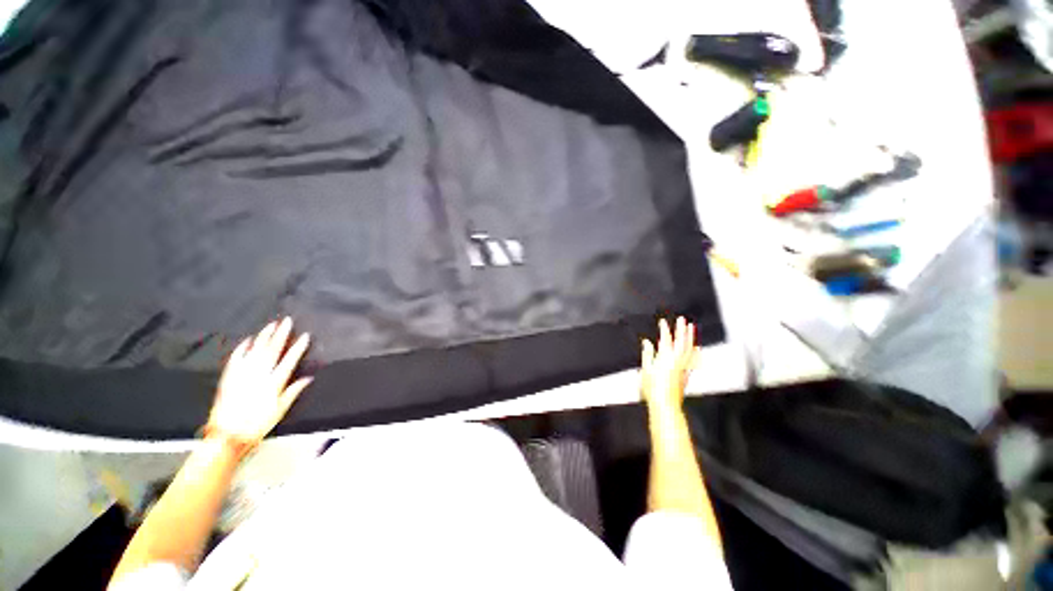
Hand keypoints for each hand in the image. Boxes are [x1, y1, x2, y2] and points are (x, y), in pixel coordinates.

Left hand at [206, 317, 311, 446]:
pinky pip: (236, 359)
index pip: (289, 361)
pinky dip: (242, 349)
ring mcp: (241, 375)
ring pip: (254, 351)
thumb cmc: (256, 425)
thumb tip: (308, 379)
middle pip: (272, 351)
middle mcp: (258, 376)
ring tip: (271, 325)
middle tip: (287, 321)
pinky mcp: (228, 378)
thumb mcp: (280, 411)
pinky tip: (248, 340)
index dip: (298, 347)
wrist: (226, 436)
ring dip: (263, 337)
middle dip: (281, 335)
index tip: (305, 336)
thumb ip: (293, 392)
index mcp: (273, 384)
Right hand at [640, 317, 699, 413]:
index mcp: (665, 358)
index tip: (663, 322)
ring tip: (692, 328)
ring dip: (690, 337)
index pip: (665, 339)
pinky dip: (695, 353)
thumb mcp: (645, 369)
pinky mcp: (687, 374)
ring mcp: (684, 367)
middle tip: (682, 319)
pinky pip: (693, 360)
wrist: (665, 404)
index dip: (664, 329)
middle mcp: (676, 360)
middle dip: (681, 329)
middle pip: (680, 341)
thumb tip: (647, 343)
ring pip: (689, 348)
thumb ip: (647, 354)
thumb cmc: (653, 388)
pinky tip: (697, 348)